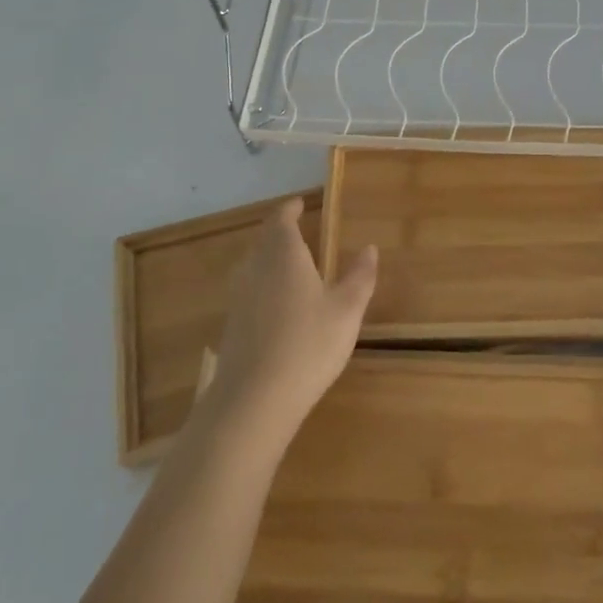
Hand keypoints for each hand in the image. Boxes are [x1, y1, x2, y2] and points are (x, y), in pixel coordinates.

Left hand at [203, 198, 378, 445]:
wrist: (255, 398)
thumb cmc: (308, 344)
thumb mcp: (346, 310)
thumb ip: (359, 276)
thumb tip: (370, 248)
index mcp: (283, 254)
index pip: (281, 219)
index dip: (290, 209)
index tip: (299, 204)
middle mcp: (255, 267)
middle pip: (263, 240)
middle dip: (279, 232)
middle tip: (298, 230)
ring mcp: (239, 297)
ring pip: (253, 265)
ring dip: (269, 258)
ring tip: (290, 264)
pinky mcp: (232, 324)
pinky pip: (248, 290)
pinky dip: (263, 285)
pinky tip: (277, 305)